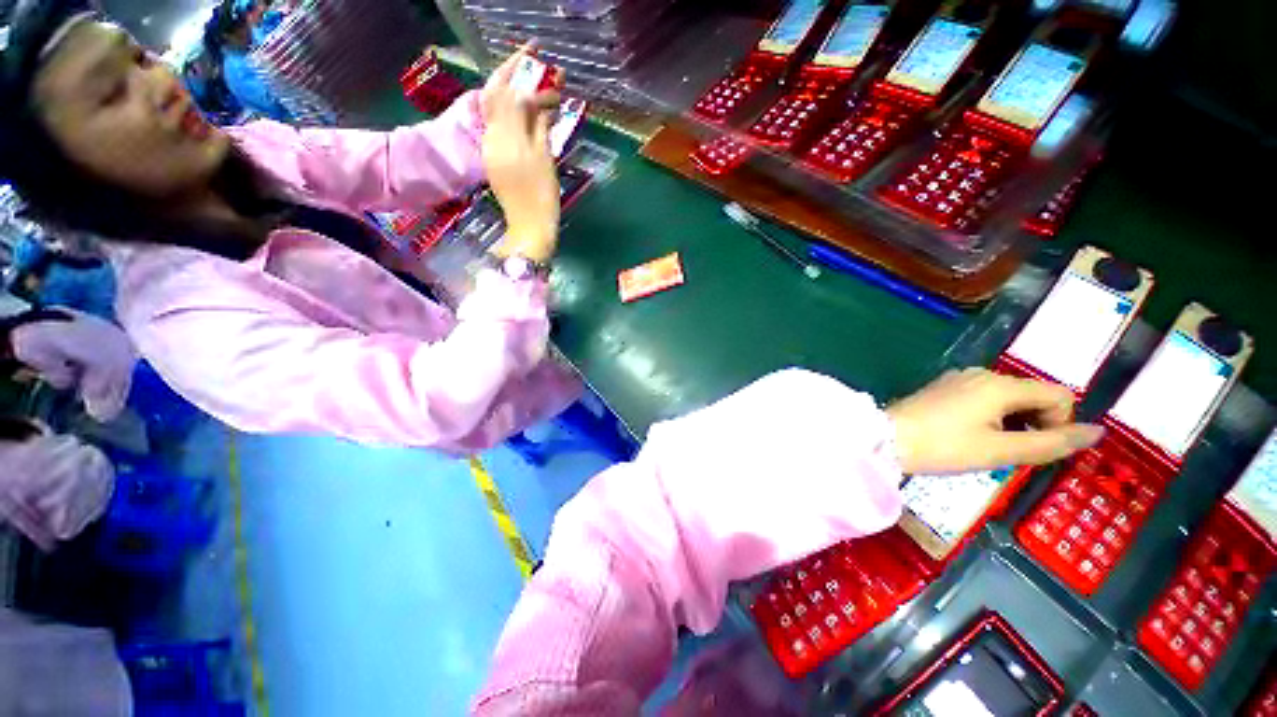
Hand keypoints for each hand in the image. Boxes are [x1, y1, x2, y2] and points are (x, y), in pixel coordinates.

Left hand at [481, 45, 563, 263]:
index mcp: (508, 139)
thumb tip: (542, 105)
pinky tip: (522, 112)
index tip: (553, 77)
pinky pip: (496, 126)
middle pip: (496, 95)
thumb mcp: (546, 162)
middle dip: (512, 74)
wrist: (529, 229)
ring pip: (493, 108)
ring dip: (510, 91)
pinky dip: (508, 112)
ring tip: (530, 84)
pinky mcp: (491, 158)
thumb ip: (541, 128)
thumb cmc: (543, 199)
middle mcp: (491, 137)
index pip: (514, 96)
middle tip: (530, 59)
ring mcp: (489, 148)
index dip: (533, 83)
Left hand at [886, 368, 1103, 474]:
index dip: (1061, 422)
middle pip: (1033, 393)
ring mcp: (959, 379)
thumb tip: (1098, 432)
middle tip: (1012, 451)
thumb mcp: (1001, 451)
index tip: (1038, 447)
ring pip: (1008, 397)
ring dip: (1013, 422)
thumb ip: (1051, 443)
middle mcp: (981, 374)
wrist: (885, 439)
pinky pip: (983, 398)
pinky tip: (971, 436)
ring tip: (990, 447)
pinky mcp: (943, 388)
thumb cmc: (943, 447)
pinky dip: (991, 416)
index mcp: (999, 384)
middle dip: (1036, 423)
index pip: (1058, 394)